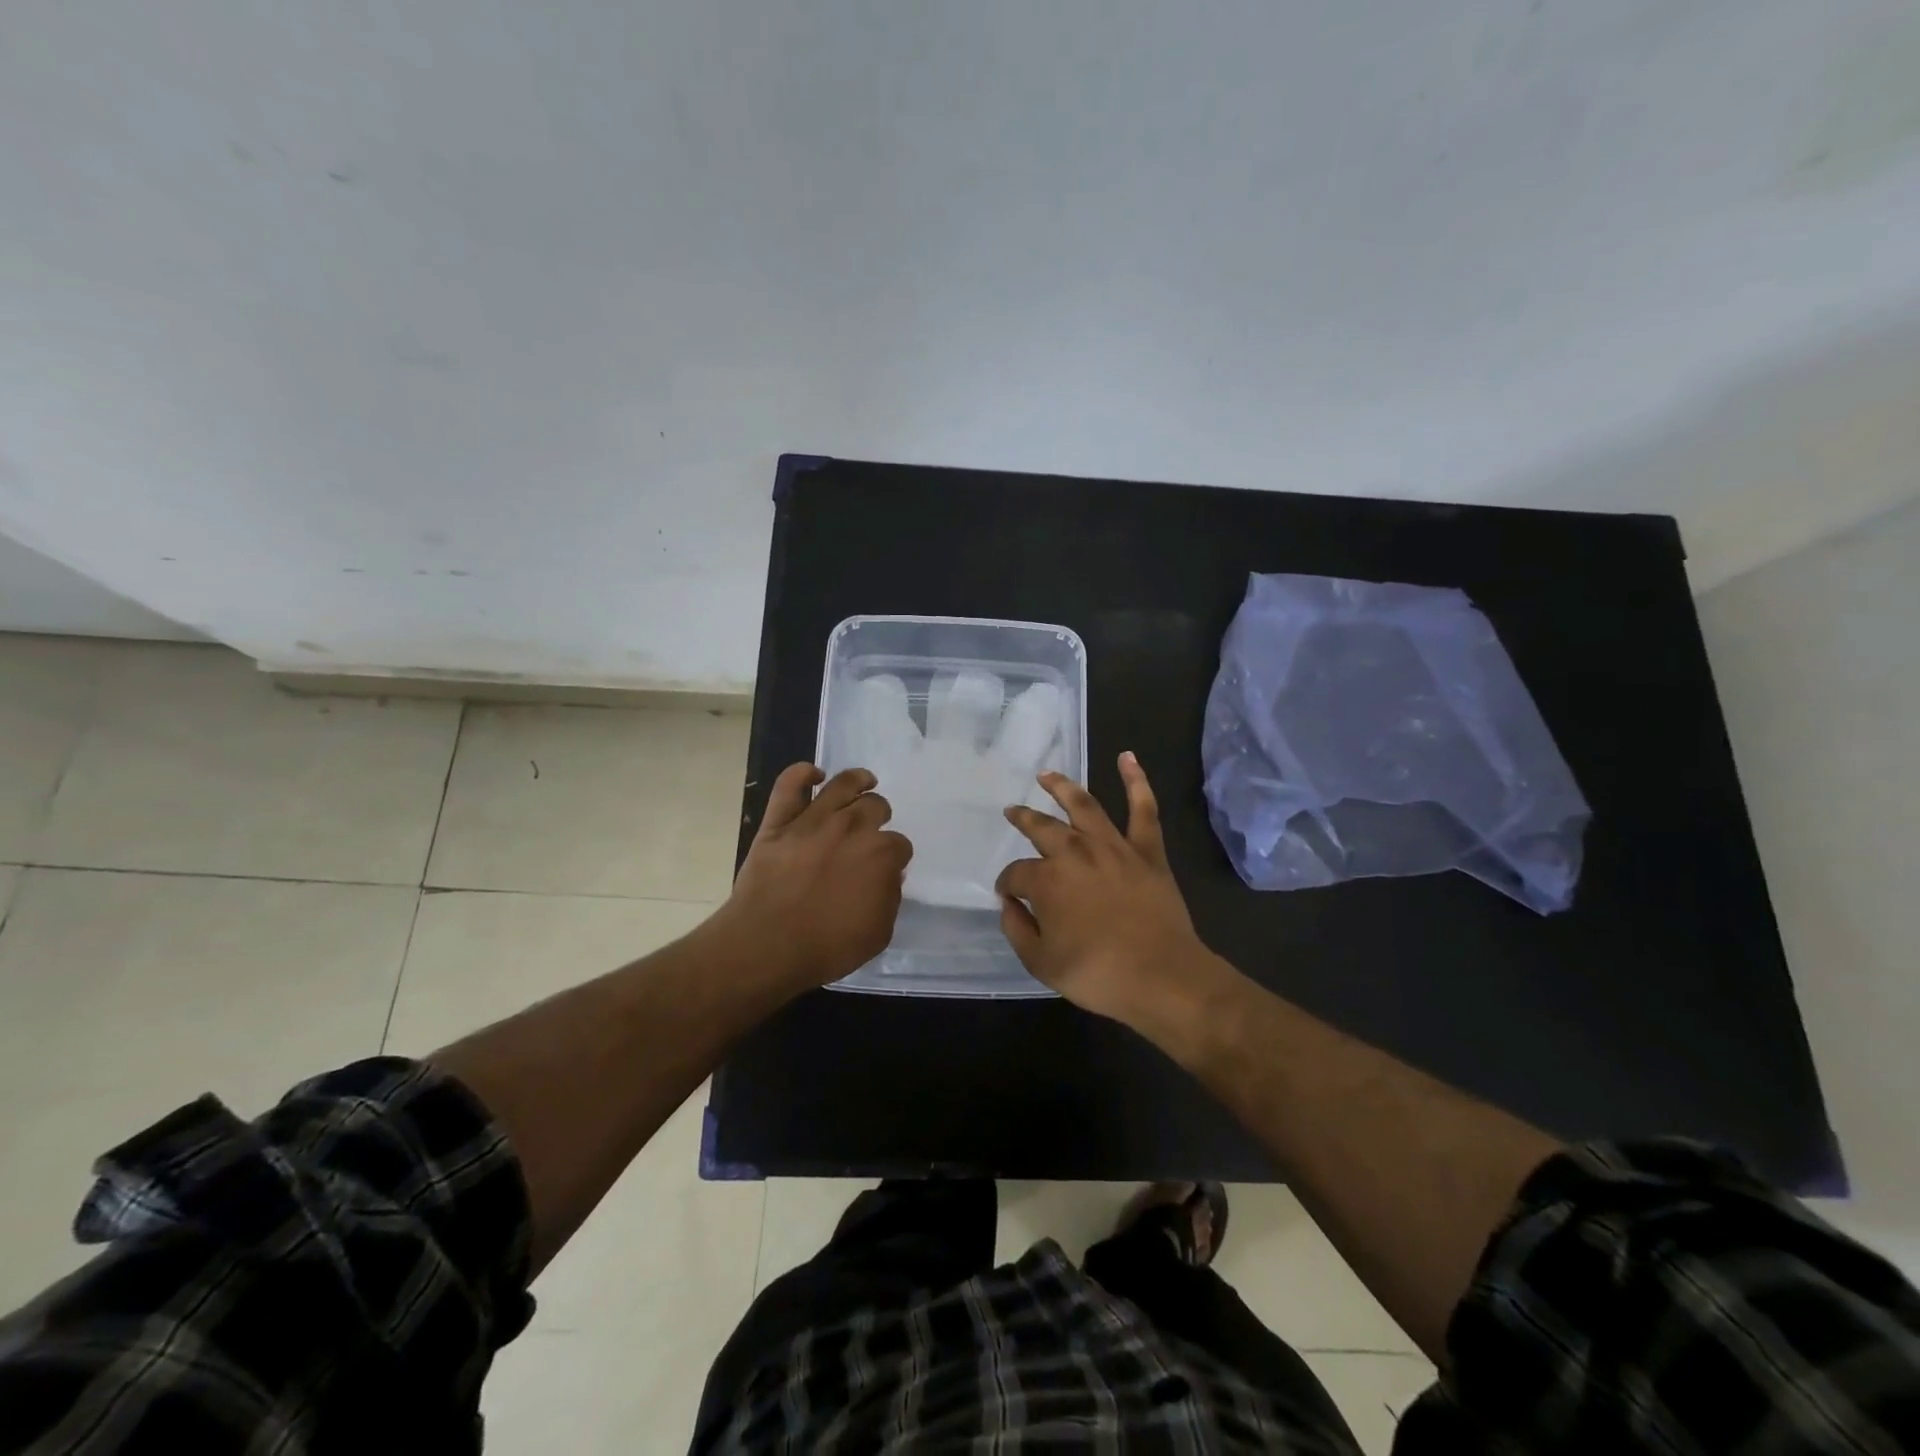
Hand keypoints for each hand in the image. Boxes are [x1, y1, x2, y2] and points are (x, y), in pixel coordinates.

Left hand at [716, 763, 912, 991]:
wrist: (767, 945)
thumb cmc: (827, 947)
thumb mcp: (878, 933)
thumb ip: (889, 899)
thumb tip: (888, 876)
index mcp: (881, 854)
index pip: (900, 844)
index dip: (895, 856)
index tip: (888, 866)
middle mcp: (852, 827)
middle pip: (875, 806)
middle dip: (879, 815)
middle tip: (873, 828)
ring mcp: (813, 820)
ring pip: (842, 784)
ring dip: (857, 780)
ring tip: (863, 781)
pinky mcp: (779, 822)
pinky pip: (789, 785)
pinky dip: (801, 773)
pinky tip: (813, 774)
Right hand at [996, 752, 1210, 1026]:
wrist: (1162, 977)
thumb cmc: (1097, 974)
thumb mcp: (1041, 962)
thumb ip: (1017, 929)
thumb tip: (1008, 903)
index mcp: (1047, 880)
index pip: (1016, 874)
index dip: (1008, 884)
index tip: (1008, 895)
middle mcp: (1075, 853)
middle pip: (1042, 828)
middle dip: (1024, 819)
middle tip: (1012, 811)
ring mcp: (1113, 847)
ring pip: (1084, 806)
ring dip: (1062, 787)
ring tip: (1047, 775)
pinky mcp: (1147, 851)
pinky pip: (1143, 810)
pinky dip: (1137, 781)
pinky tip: (1128, 758)